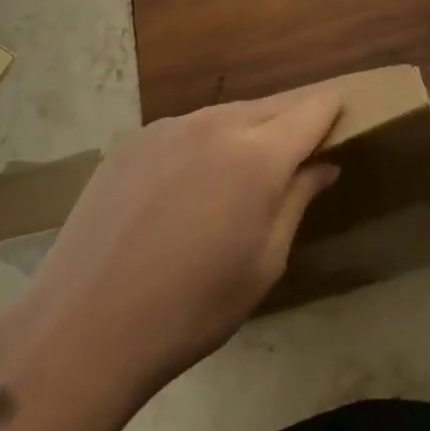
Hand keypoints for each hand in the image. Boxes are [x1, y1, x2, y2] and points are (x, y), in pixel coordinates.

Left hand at [0, 91, 342, 397]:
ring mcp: (169, 127)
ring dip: (248, 131)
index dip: (333, 110)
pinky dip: (204, 142)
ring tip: (245, 169)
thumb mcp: (264, 263)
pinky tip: (189, 183)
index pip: (312, 109)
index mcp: (259, 155)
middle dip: (294, 119)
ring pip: (227, 114)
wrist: (85, 325)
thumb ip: (298, 200)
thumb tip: (323, 165)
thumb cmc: (192, 308)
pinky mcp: (133, 140)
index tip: (344, 118)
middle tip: (302, 148)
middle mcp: (216, 124)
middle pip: (271, 105)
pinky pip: (186, 129)